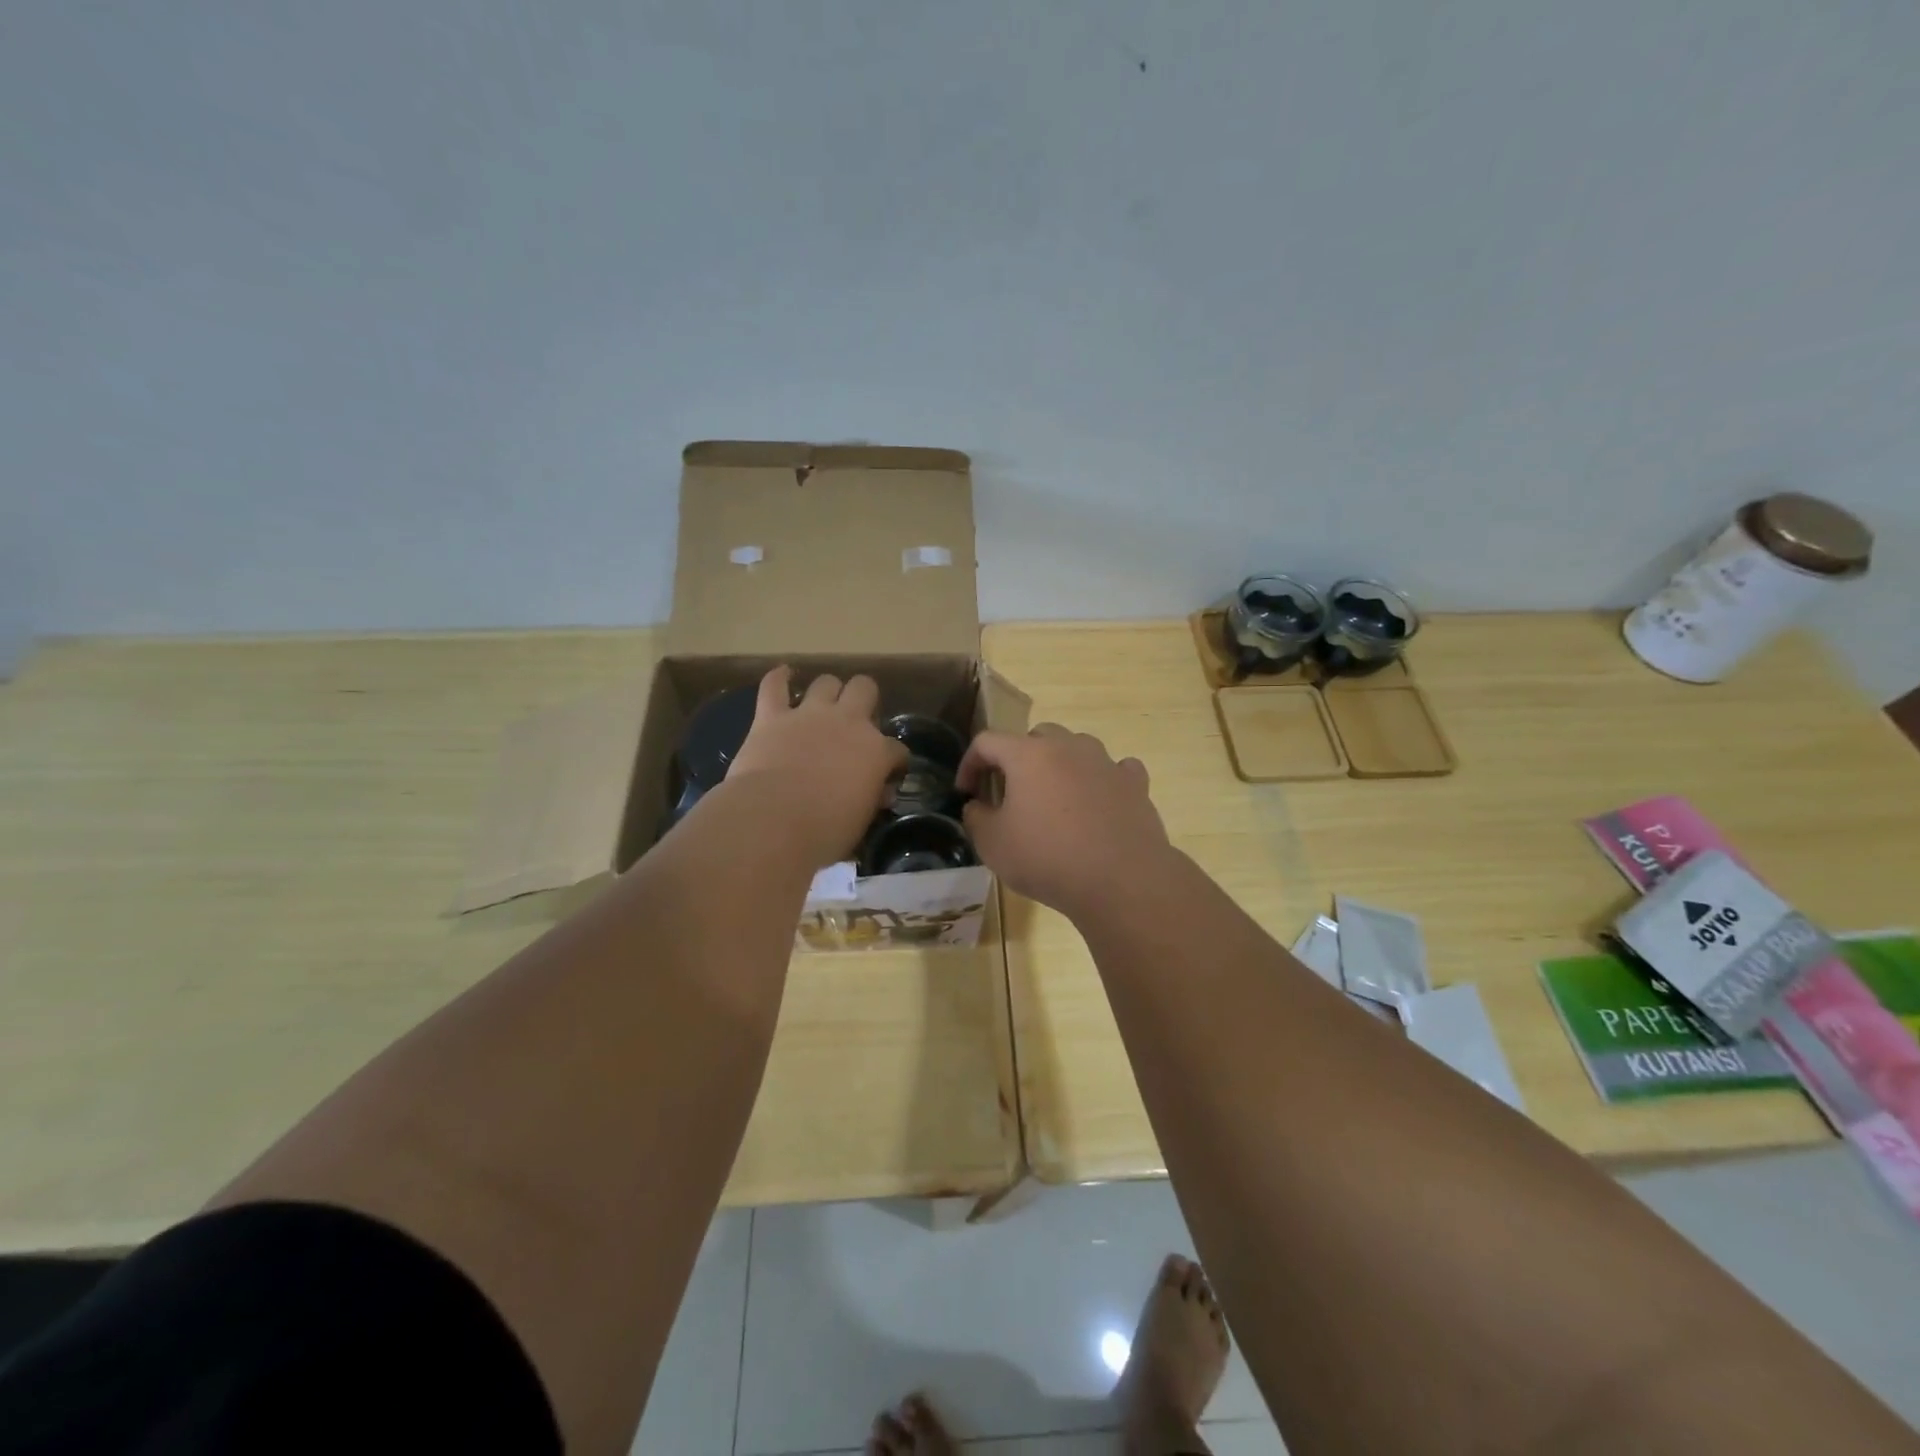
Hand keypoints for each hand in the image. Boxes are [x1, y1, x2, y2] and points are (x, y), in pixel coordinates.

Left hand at [725, 666, 908, 866]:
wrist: (773, 821)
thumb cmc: (824, 832)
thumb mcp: (861, 822)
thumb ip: (871, 800)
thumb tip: (879, 793)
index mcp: (876, 751)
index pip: (897, 749)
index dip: (895, 761)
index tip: (888, 774)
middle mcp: (848, 722)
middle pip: (865, 689)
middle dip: (864, 700)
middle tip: (855, 723)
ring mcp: (809, 715)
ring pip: (826, 682)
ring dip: (827, 692)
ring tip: (822, 706)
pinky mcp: (771, 717)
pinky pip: (774, 685)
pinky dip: (778, 679)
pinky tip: (783, 675)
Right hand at [957, 724, 1172, 918]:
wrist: (1121, 880)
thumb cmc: (1047, 858)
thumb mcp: (992, 844)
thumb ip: (975, 817)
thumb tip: (978, 806)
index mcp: (1028, 755)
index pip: (987, 741)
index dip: (970, 763)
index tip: (966, 792)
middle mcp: (1068, 747)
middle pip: (1035, 737)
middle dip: (1017, 760)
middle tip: (1010, 793)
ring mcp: (1105, 762)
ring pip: (1076, 748)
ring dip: (1060, 765)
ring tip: (1055, 798)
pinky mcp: (1134, 783)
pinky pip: (1114, 769)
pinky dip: (1101, 780)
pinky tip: (1098, 802)